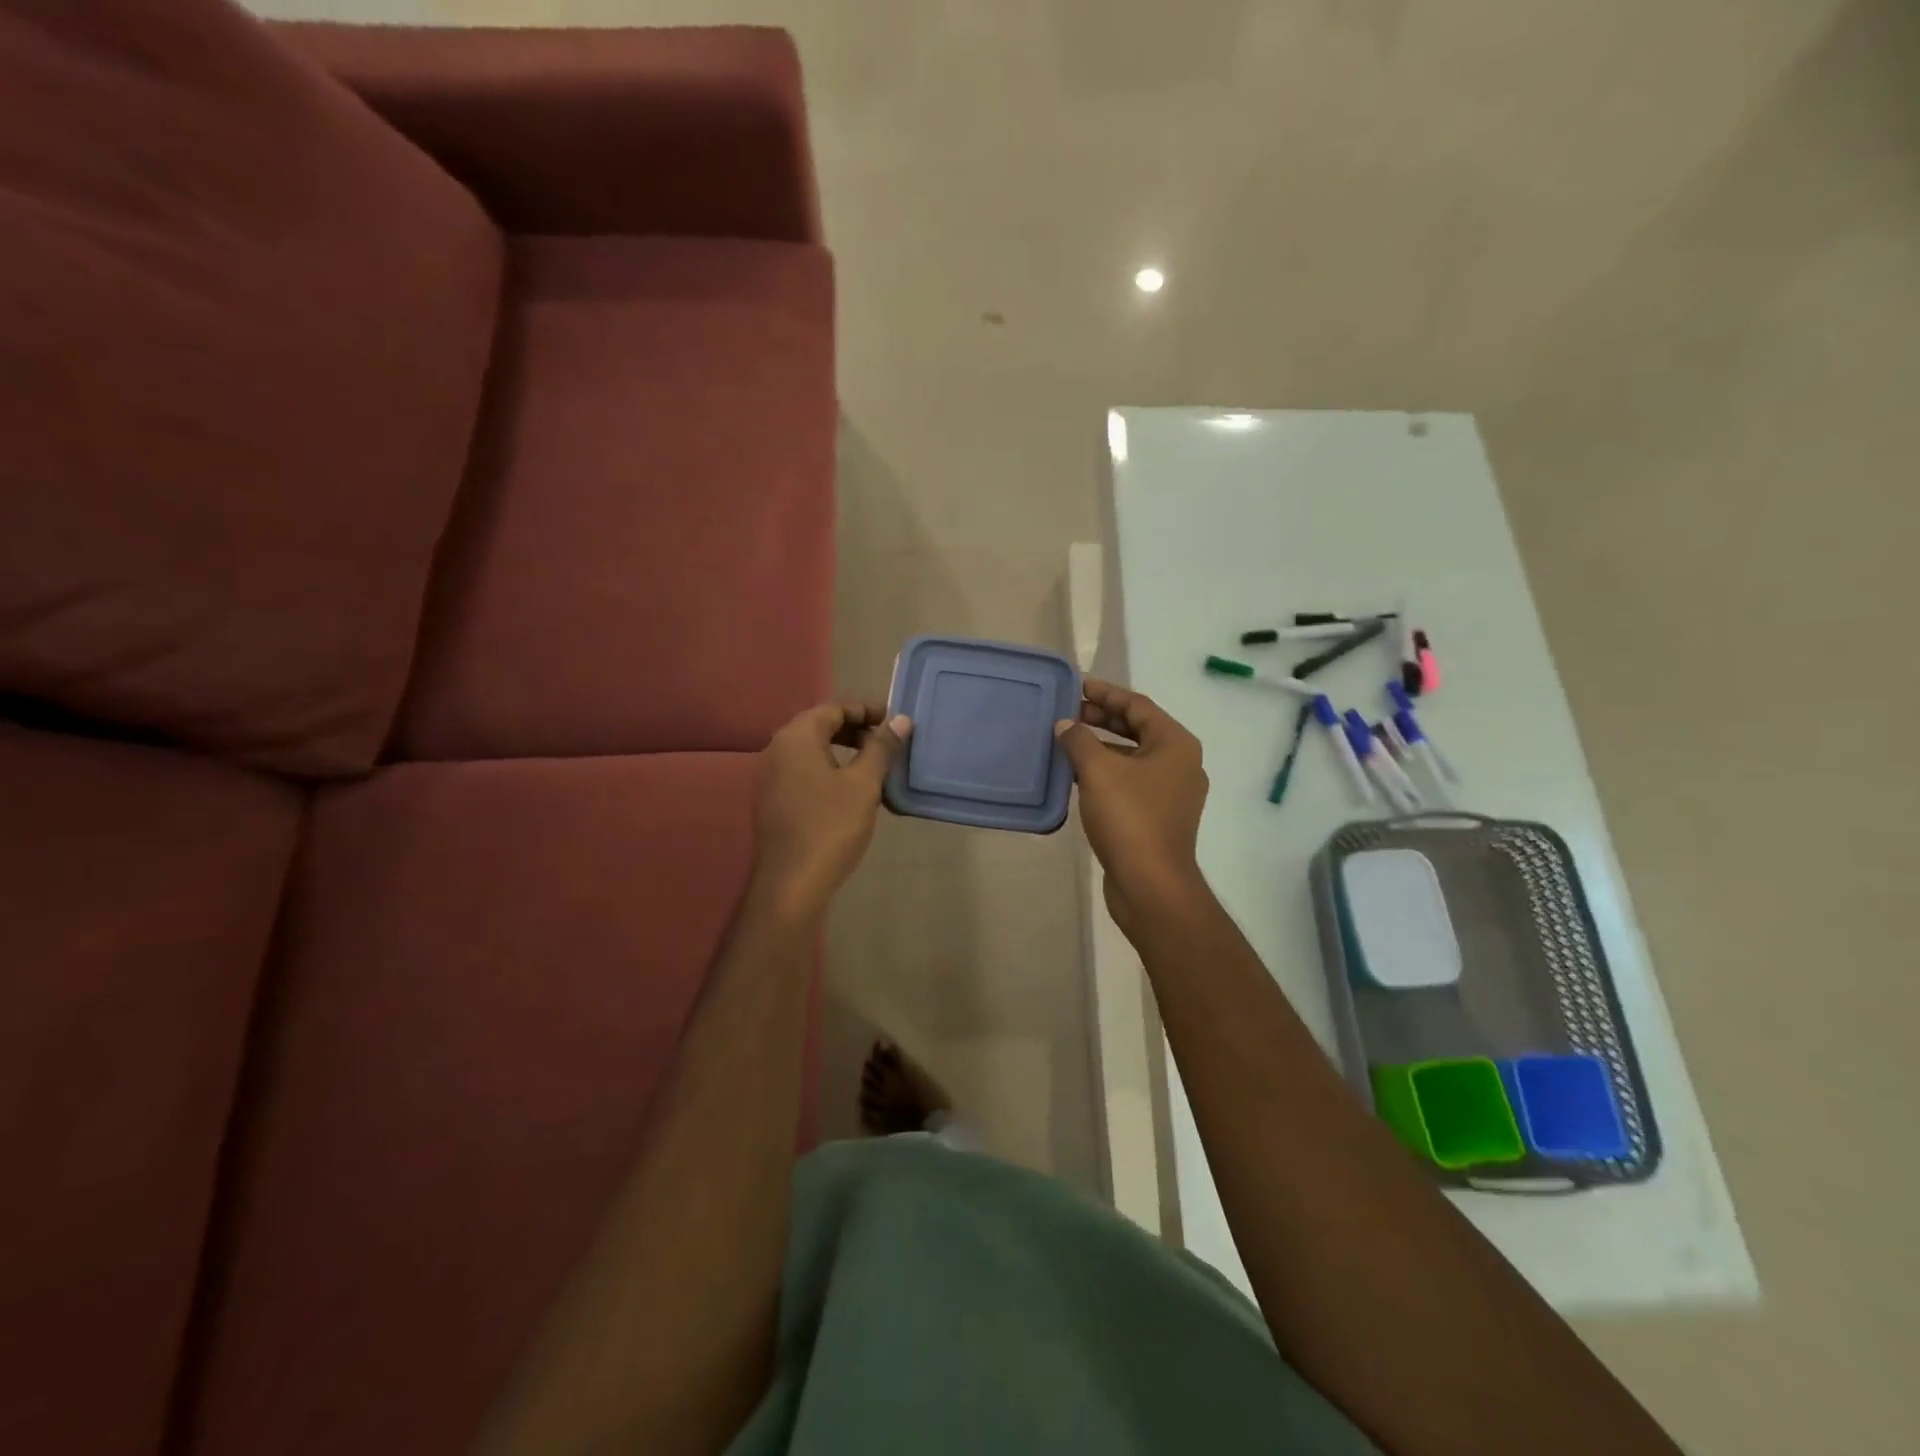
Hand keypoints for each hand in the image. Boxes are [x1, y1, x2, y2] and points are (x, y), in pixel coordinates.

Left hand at [751, 701, 910, 917]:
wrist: (791, 883)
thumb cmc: (831, 827)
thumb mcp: (864, 784)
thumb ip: (881, 747)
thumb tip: (899, 720)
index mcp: (796, 737)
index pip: (833, 708)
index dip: (865, 710)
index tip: (893, 721)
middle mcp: (777, 750)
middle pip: (819, 726)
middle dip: (854, 729)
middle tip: (885, 742)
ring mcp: (770, 777)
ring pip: (811, 750)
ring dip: (842, 750)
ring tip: (873, 765)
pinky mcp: (772, 800)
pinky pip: (803, 771)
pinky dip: (827, 769)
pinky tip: (849, 790)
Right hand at [1054, 678, 1209, 934]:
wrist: (1151, 885)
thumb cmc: (1130, 818)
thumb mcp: (1098, 771)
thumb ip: (1079, 740)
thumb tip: (1064, 725)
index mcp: (1175, 744)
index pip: (1138, 705)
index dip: (1106, 693)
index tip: (1076, 686)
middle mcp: (1180, 763)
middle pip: (1137, 729)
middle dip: (1102, 719)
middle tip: (1067, 712)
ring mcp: (1171, 793)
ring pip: (1132, 757)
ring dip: (1101, 747)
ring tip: (1067, 741)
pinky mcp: (1158, 817)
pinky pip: (1130, 782)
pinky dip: (1105, 772)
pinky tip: (1077, 775)